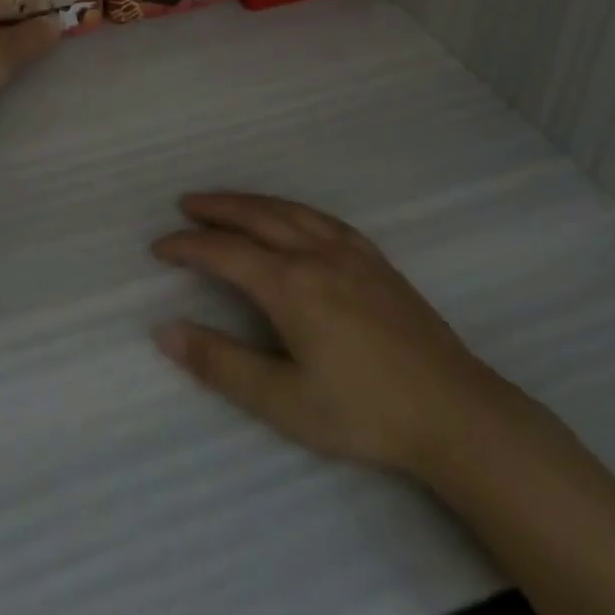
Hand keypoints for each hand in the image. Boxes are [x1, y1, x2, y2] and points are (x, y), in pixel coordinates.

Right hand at [151, 193, 517, 476]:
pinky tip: (291, 216)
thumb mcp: (283, 401)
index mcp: (290, 285)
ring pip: (289, 211)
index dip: (187, 246)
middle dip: (215, 208)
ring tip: (227, 202)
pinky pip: (323, 218)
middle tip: (185, 205)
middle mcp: (315, 254)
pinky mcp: (376, 260)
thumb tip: (164, 331)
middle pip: (255, 217)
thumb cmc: (364, 412)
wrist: (456, 413)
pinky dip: (292, 209)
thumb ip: (221, 364)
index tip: (158, 247)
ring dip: (251, 202)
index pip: (224, 252)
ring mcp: (350, 253)